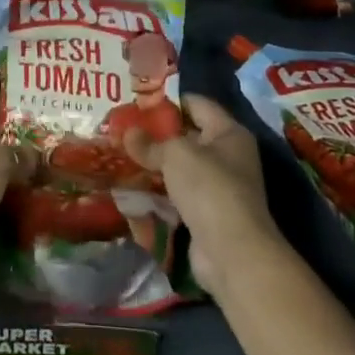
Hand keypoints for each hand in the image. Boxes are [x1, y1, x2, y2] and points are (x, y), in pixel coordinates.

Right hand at [127, 94, 280, 297]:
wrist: (232, 253)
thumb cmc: (209, 188)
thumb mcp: (175, 154)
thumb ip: (150, 142)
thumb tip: (127, 132)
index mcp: (228, 132)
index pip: (196, 104)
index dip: (167, 101)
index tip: (136, 103)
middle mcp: (228, 156)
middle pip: (187, 136)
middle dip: (156, 135)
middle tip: (123, 130)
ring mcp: (219, 187)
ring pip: (181, 167)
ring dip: (155, 165)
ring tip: (122, 156)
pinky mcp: (207, 213)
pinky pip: (179, 194)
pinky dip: (159, 191)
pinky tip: (133, 187)